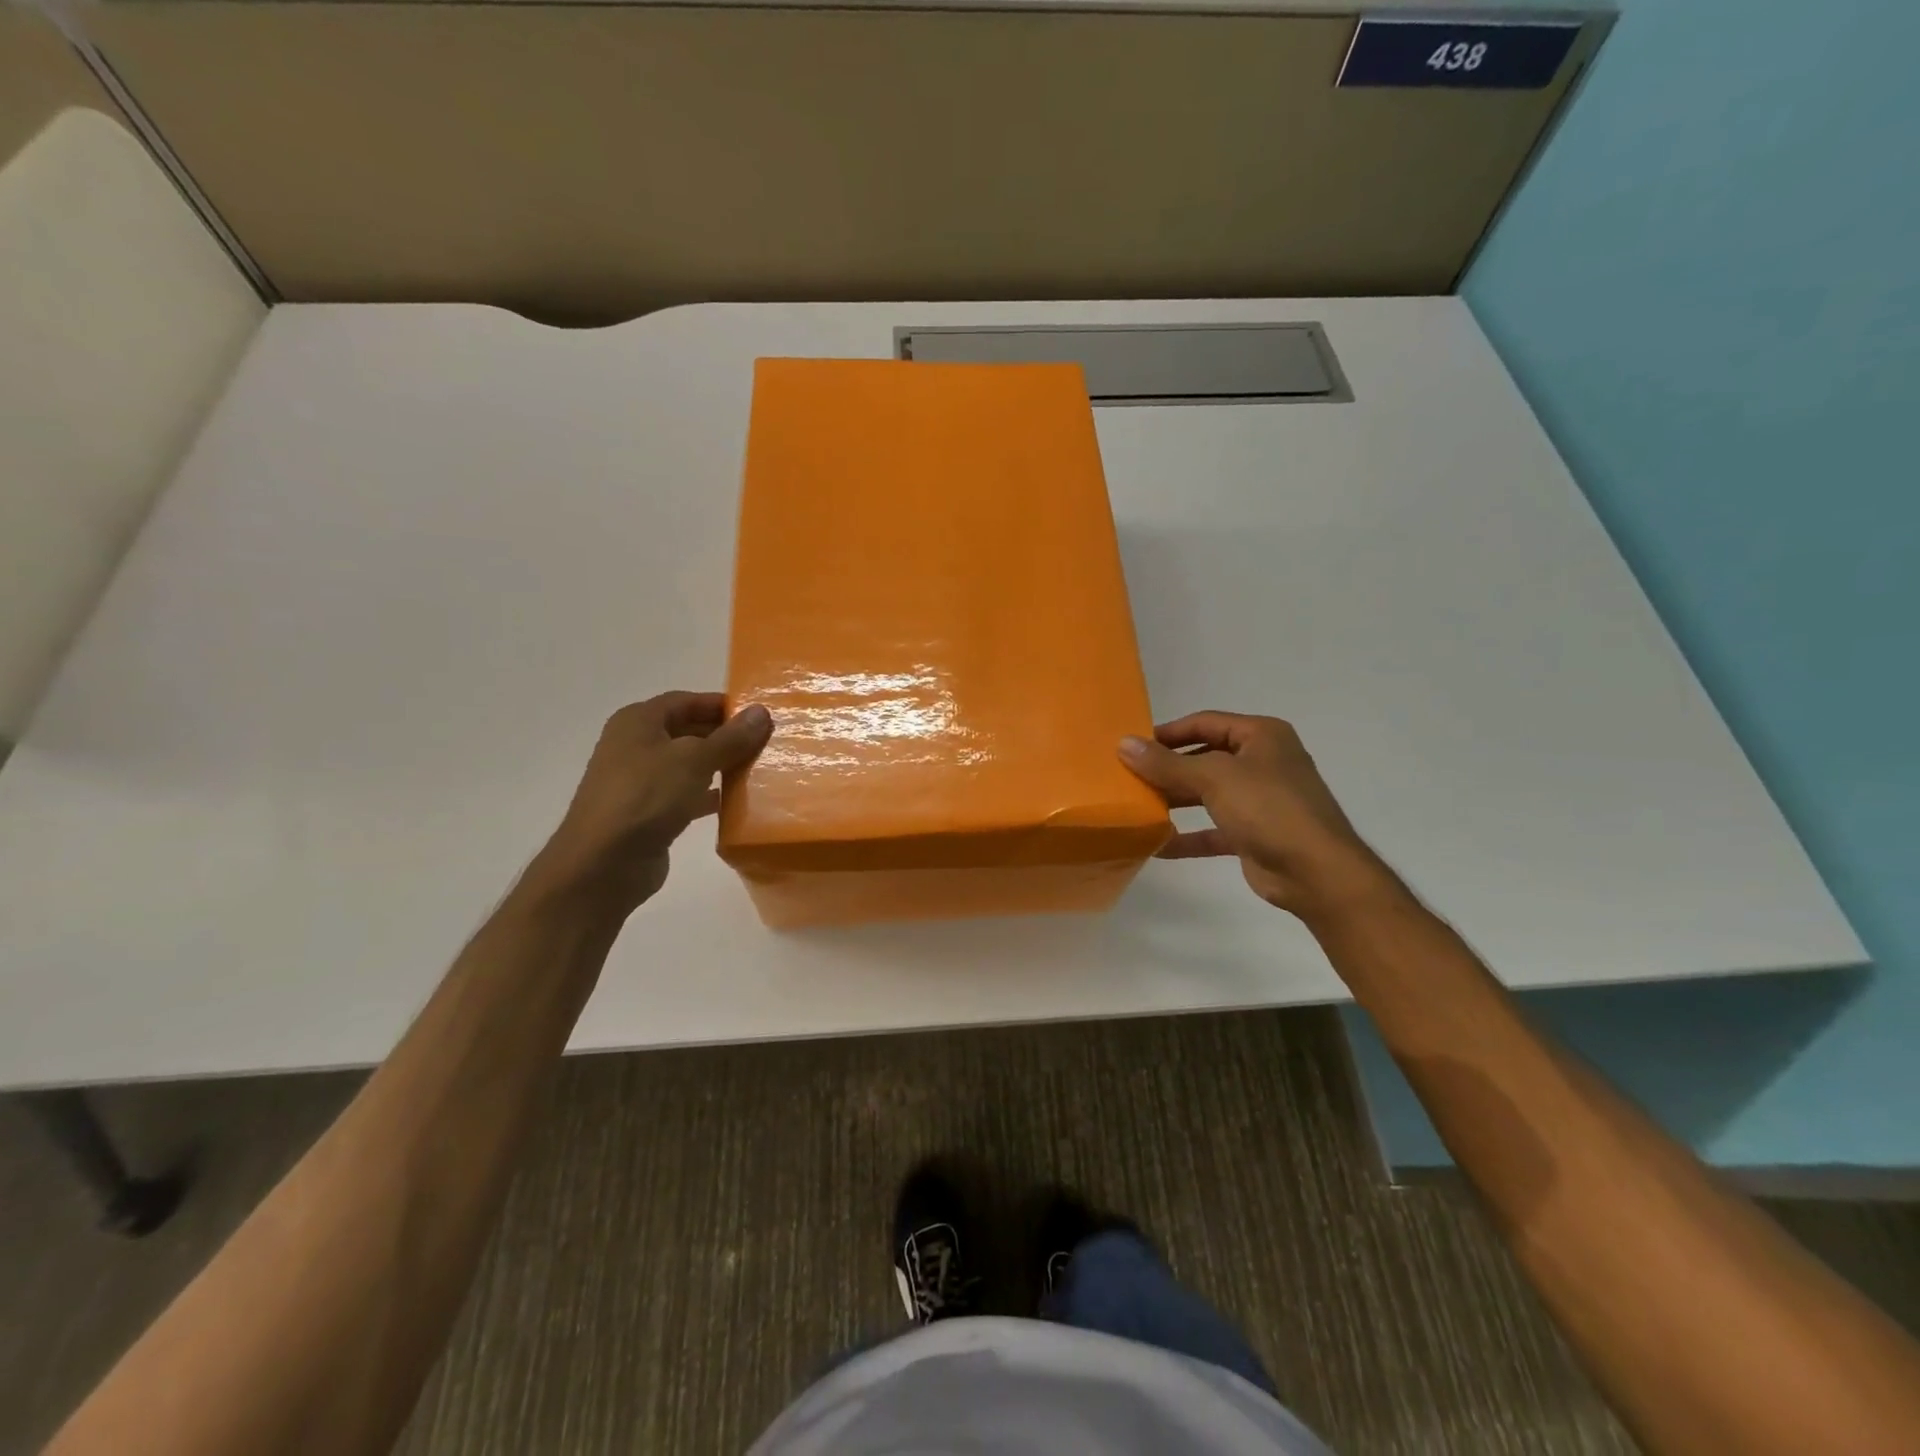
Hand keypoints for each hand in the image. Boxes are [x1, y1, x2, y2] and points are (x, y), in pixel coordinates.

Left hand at [531, 692, 772, 911]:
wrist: (603, 863)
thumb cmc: (646, 797)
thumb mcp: (694, 760)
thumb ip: (730, 737)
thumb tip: (761, 712)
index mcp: (638, 722)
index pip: (686, 701)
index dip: (721, 704)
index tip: (757, 715)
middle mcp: (635, 745)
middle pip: (688, 731)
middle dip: (724, 736)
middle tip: (764, 742)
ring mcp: (640, 781)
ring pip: (688, 764)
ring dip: (720, 766)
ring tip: (758, 769)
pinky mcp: (648, 812)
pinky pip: (685, 795)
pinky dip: (709, 795)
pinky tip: (736, 802)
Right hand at [1118, 711, 1395, 921]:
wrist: (1317, 872)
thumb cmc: (1268, 808)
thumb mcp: (1213, 778)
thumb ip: (1167, 763)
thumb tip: (1124, 744)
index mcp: (1261, 736)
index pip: (1205, 723)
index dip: (1168, 732)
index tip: (1132, 746)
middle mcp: (1262, 762)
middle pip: (1204, 758)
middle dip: (1168, 768)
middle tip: (1128, 777)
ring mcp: (1260, 800)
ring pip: (1207, 793)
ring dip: (1175, 800)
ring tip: (1137, 806)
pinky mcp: (1254, 834)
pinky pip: (1213, 829)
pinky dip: (1188, 836)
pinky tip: (1157, 844)